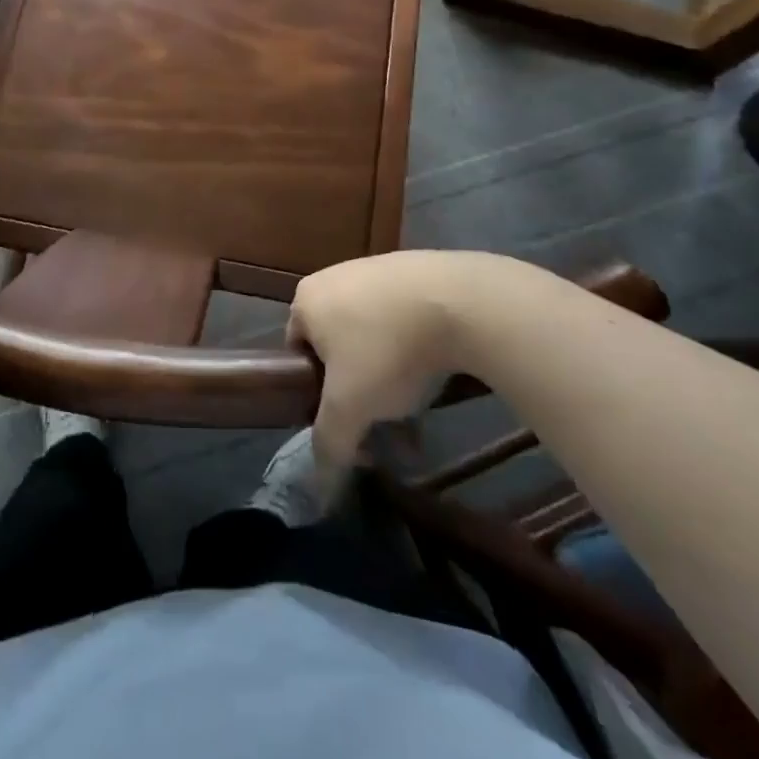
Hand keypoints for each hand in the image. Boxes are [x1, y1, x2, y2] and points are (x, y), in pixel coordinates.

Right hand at [288, 250, 547, 466]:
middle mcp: (334, 276)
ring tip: (418, 409)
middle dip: (360, 389)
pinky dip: (415, 348)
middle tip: (384, 422)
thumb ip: (330, 443)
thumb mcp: (349, 407)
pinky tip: (438, 372)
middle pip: (338, 347)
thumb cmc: (387, 350)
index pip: (298, 354)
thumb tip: (322, 489)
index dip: (318, 394)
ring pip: (374, 335)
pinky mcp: (415, 270)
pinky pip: (404, 318)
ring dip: (390, 376)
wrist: (459, 301)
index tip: (347, 419)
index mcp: (306, 298)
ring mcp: (376, 269)